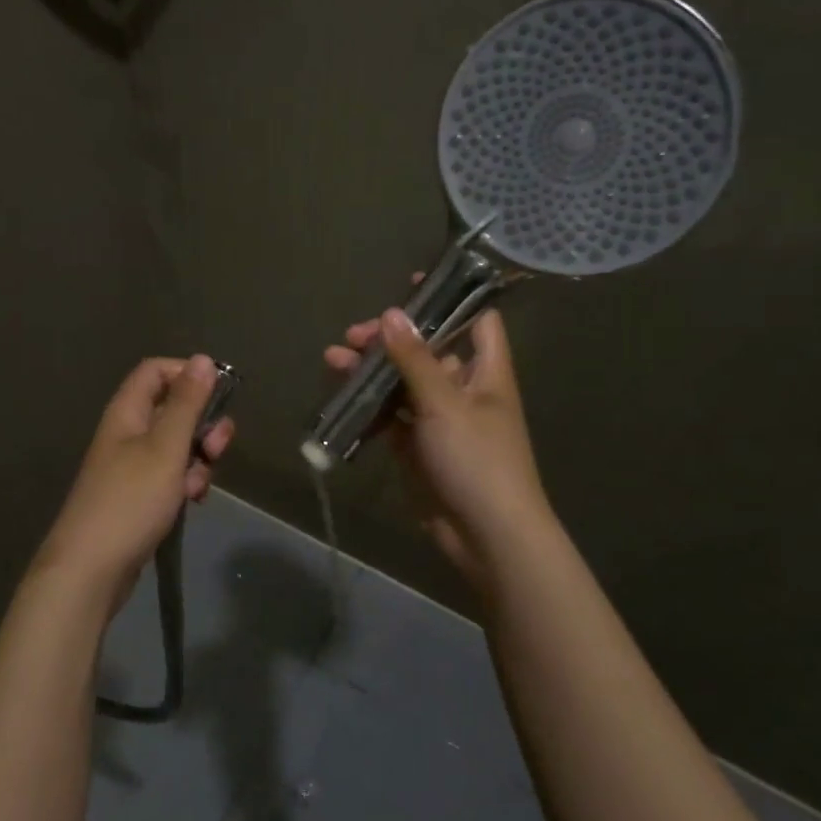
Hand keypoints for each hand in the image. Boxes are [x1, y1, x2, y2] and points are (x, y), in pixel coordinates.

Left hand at [35, 355, 232, 603]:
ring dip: (198, 459)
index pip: (156, 371)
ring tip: (197, 486)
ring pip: (177, 446)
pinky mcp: (138, 495)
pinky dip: (185, 483)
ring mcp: (131, 466)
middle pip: (173, 409)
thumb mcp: (166, 447)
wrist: (90, 570)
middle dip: (202, 425)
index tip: (217, 395)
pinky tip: (190, 502)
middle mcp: (127, 433)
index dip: (187, 375)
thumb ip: (187, 403)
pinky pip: (170, 475)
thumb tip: (202, 359)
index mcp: (127, 412)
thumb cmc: (130, 501)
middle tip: (217, 448)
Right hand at [325, 304, 550, 584]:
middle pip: (427, 349)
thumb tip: (391, 313)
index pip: (476, 319)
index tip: (411, 285)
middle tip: (353, 336)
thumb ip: (415, 358)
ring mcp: (439, 419)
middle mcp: (464, 388)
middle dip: (390, 339)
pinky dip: (368, 405)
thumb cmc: (477, 460)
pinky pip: (390, 416)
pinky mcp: (417, 446)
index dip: (449, 298)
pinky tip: (340, 396)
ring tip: (333, 360)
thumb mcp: (445, 403)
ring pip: (402, 382)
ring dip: (371, 370)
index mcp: (486, 370)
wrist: (486, 535)